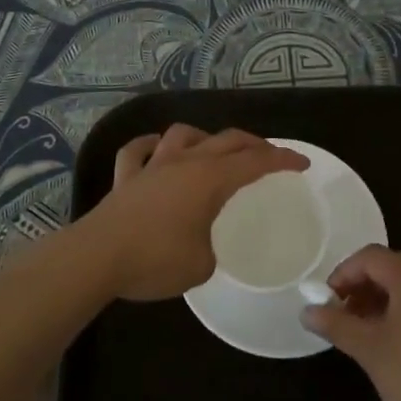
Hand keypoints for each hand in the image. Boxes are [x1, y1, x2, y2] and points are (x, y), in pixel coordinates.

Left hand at [79, 125, 308, 301]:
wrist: (98, 256)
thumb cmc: (155, 260)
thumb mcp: (201, 265)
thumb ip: (210, 250)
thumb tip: (203, 246)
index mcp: (209, 179)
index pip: (255, 163)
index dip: (282, 160)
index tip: (302, 163)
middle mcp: (184, 163)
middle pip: (225, 141)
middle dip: (252, 145)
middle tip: (269, 156)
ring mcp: (152, 166)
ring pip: (182, 135)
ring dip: (203, 137)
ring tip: (213, 149)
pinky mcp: (125, 178)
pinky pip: (136, 151)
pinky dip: (149, 146)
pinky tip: (155, 149)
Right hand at [302, 246, 400, 400]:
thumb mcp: (370, 353)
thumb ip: (336, 324)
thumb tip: (306, 311)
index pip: (372, 257)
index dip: (345, 274)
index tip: (331, 301)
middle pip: (400, 268)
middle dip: (371, 287)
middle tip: (353, 317)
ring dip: (399, 300)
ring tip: (383, 334)